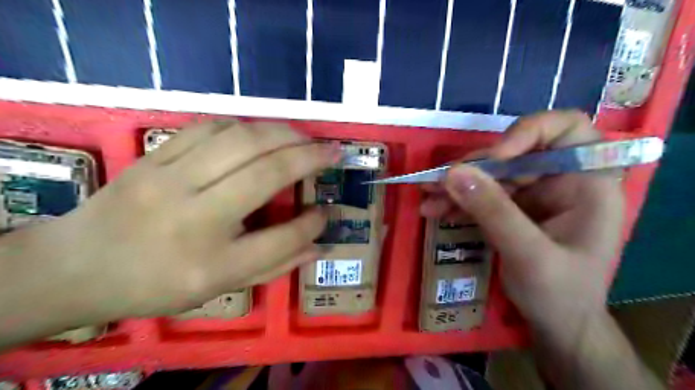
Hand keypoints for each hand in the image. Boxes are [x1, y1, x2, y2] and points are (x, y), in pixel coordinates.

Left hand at [27, 121, 337, 323]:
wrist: (79, 264)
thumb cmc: (157, 283)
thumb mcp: (219, 287)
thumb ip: (274, 265)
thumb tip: (318, 244)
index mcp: (210, 264)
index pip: (281, 240)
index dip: (312, 225)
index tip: (326, 212)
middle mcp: (193, 217)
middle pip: (266, 173)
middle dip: (309, 157)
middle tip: (333, 152)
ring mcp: (169, 179)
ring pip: (241, 140)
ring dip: (283, 134)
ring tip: (304, 137)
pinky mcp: (154, 156)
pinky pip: (210, 127)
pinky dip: (245, 126)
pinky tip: (260, 133)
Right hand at [417, 110, 624, 340]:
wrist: (556, 325)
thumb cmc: (560, 294)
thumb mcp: (528, 254)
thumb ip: (493, 211)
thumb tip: (453, 173)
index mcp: (587, 183)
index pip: (566, 129)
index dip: (528, 132)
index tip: (495, 156)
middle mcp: (561, 180)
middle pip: (514, 153)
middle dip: (474, 167)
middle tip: (437, 181)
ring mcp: (534, 194)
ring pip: (492, 174)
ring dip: (458, 184)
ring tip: (427, 196)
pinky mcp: (512, 208)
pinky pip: (482, 194)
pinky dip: (458, 200)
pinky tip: (435, 209)